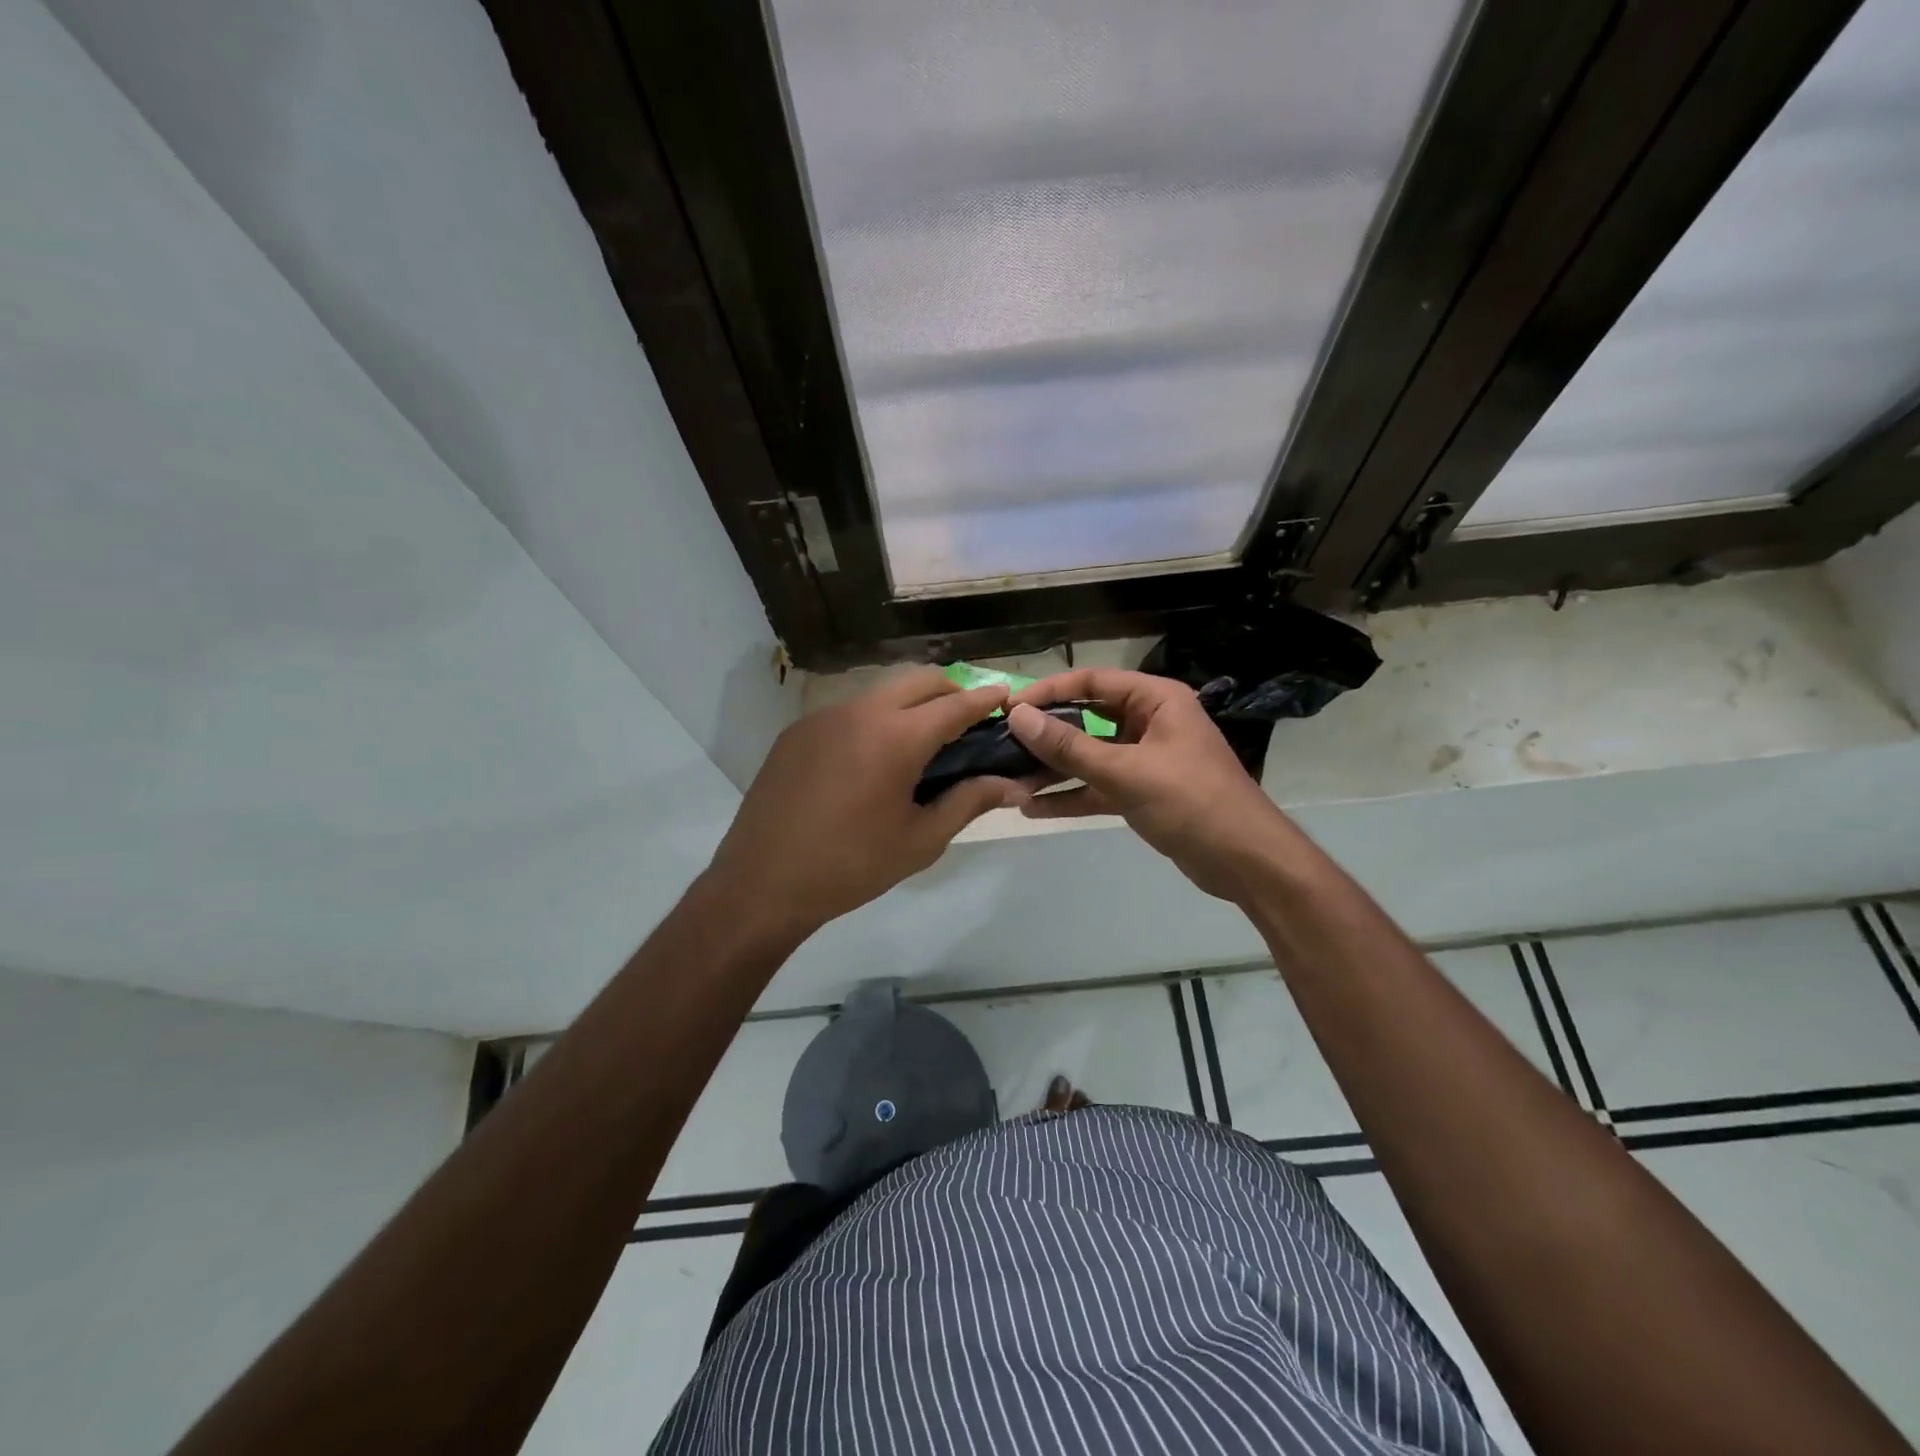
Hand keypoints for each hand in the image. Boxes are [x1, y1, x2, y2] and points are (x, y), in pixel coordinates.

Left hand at [705, 668, 1024, 940]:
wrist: (762, 882)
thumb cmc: (852, 866)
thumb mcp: (920, 840)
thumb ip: (969, 802)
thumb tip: (1013, 785)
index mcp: (897, 737)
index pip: (955, 704)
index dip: (985, 699)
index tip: (1006, 696)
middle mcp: (860, 712)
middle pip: (918, 680)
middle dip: (950, 690)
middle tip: (966, 720)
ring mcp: (823, 717)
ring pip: (880, 691)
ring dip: (910, 702)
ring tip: (921, 740)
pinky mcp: (797, 731)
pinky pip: (848, 710)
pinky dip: (875, 719)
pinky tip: (872, 758)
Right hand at [1006, 668, 1293, 900]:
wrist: (1247, 862)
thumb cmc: (1192, 802)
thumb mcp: (1127, 771)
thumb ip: (1070, 746)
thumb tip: (1018, 716)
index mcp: (1156, 700)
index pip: (1092, 682)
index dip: (1049, 690)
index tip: (1010, 707)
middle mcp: (1149, 722)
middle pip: (1087, 718)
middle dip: (1047, 733)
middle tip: (1002, 743)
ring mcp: (1145, 759)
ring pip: (1089, 756)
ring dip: (1054, 769)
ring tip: (1010, 779)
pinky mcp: (1141, 793)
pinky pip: (1098, 787)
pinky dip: (1071, 796)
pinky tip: (1033, 808)